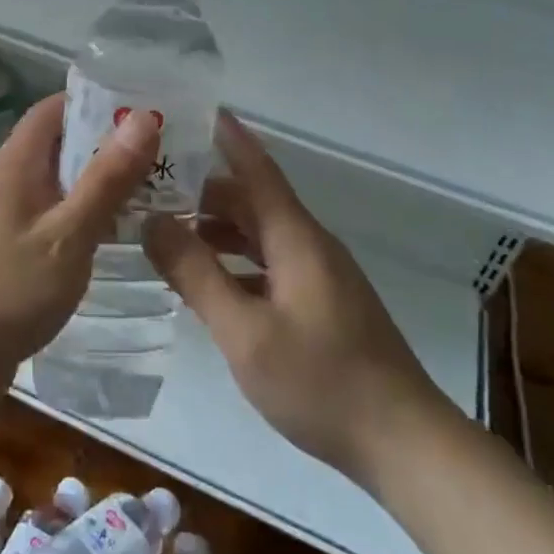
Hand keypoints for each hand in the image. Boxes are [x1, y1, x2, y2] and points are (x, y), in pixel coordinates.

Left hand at [0, 94, 160, 391]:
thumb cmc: (10, 290)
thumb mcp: (69, 234)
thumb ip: (106, 178)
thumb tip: (143, 117)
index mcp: (14, 166)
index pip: (51, 110)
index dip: (94, 102)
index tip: (141, 111)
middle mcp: (3, 184)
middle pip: (55, 146)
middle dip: (104, 146)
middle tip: (159, 156)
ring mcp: (0, 219)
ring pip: (54, 185)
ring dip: (94, 184)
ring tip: (147, 193)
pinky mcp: (3, 252)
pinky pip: (47, 218)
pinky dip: (78, 217)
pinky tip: (108, 237)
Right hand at [144, 112, 454, 486]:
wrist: (404, 444)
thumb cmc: (321, 382)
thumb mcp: (244, 331)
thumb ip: (196, 273)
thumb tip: (152, 221)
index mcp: (295, 238)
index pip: (256, 168)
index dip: (226, 136)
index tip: (193, 108)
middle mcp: (309, 246)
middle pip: (251, 201)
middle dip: (202, 190)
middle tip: (149, 188)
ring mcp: (318, 276)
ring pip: (258, 235)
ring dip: (215, 229)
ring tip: (164, 234)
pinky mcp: (321, 304)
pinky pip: (268, 264)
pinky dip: (233, 262)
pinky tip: (204, 284)